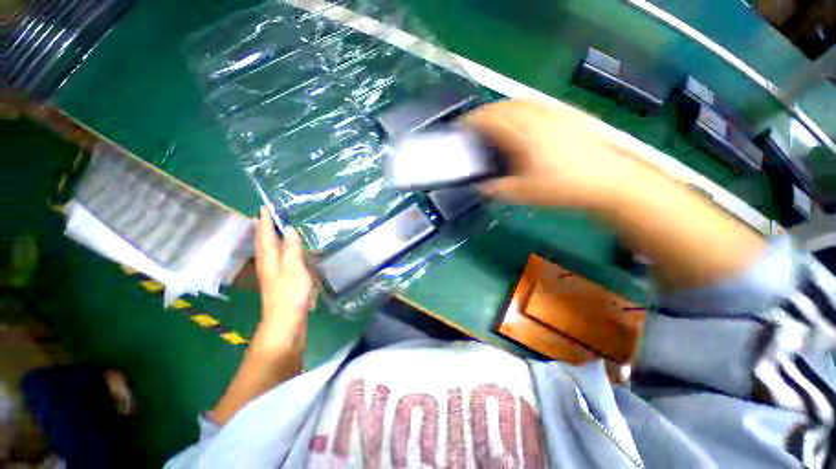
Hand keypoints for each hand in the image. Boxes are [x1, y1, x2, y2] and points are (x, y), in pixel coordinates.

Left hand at [253, 207, 314, 355]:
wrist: (286, 322)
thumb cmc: (290, 293)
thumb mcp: (293, 268)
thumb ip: (292, 248)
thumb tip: (289, 229)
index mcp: (269, 259)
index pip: (265, 235)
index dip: (265, 221)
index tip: (264, 207)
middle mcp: (268, 265)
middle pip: (264, 243)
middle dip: (264, 229)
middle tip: (267, 216)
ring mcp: (274, 274)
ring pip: (271, 251)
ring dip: (272, 239)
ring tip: (277, 230)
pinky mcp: (282, 282)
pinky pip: (280, 260)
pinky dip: (282, 251)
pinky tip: (289, 253)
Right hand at [463, 99, 641, 208]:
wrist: (608, 179)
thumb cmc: (563, 187)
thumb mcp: (524, 194)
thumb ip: (497, 189)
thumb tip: (481, 186)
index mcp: (524, 134)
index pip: (490, 118)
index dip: (472, 120)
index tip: (460, 127)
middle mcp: (537, 117)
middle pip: (502, 106)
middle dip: (483, 113)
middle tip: (473, 127)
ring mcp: (553, 113)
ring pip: (518, 102)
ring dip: (500, 109)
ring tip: (491, 123)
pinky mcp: (564, 115)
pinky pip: (533, 104)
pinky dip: (517, 109)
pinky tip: (518, 122)